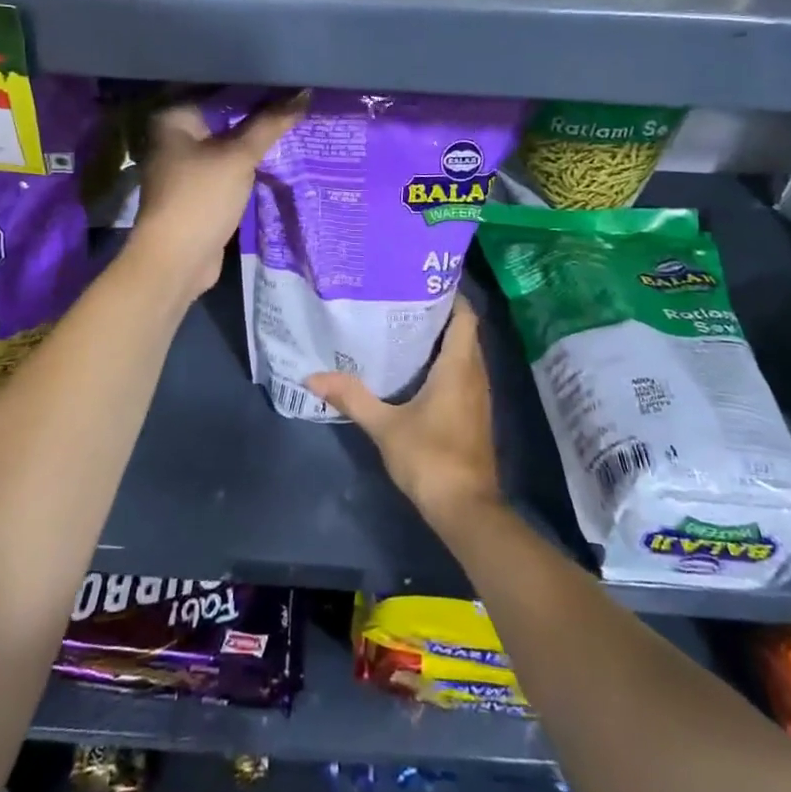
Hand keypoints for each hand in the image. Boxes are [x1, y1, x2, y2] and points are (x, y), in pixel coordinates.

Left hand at [126, 97, 304, 298]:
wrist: (176, 260)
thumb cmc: (201, 198)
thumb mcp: (239, 157)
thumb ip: (270, 124)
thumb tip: (305, 93)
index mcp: (174, 117)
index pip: (220, 90)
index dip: (255, 86)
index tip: (289, 80)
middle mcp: (175, 136)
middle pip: (225, 116)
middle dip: (259, 113)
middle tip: (299, 99)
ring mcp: (186, 165)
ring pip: (229, 143)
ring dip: (256, 139)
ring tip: (297, 121)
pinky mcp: (199, 190)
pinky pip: (229, 166)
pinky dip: (250, 162)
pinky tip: (280, 154)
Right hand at [308, 297, 503, 531]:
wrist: (465, 509)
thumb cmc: (429, 458)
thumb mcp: (384, 426)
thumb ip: (352, 397)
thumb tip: (312, 376)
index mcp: (458, 367)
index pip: (465, 317)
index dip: (450, 296)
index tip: (421, 283)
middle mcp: (475, 375)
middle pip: (464, 333)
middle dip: (439, 315)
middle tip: (402, 302)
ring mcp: (478, 397)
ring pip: (465, 355)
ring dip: (442, 341)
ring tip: (404, 329)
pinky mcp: (474, 416)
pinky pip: (463, 375)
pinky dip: (445, 364)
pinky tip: (416, 371)